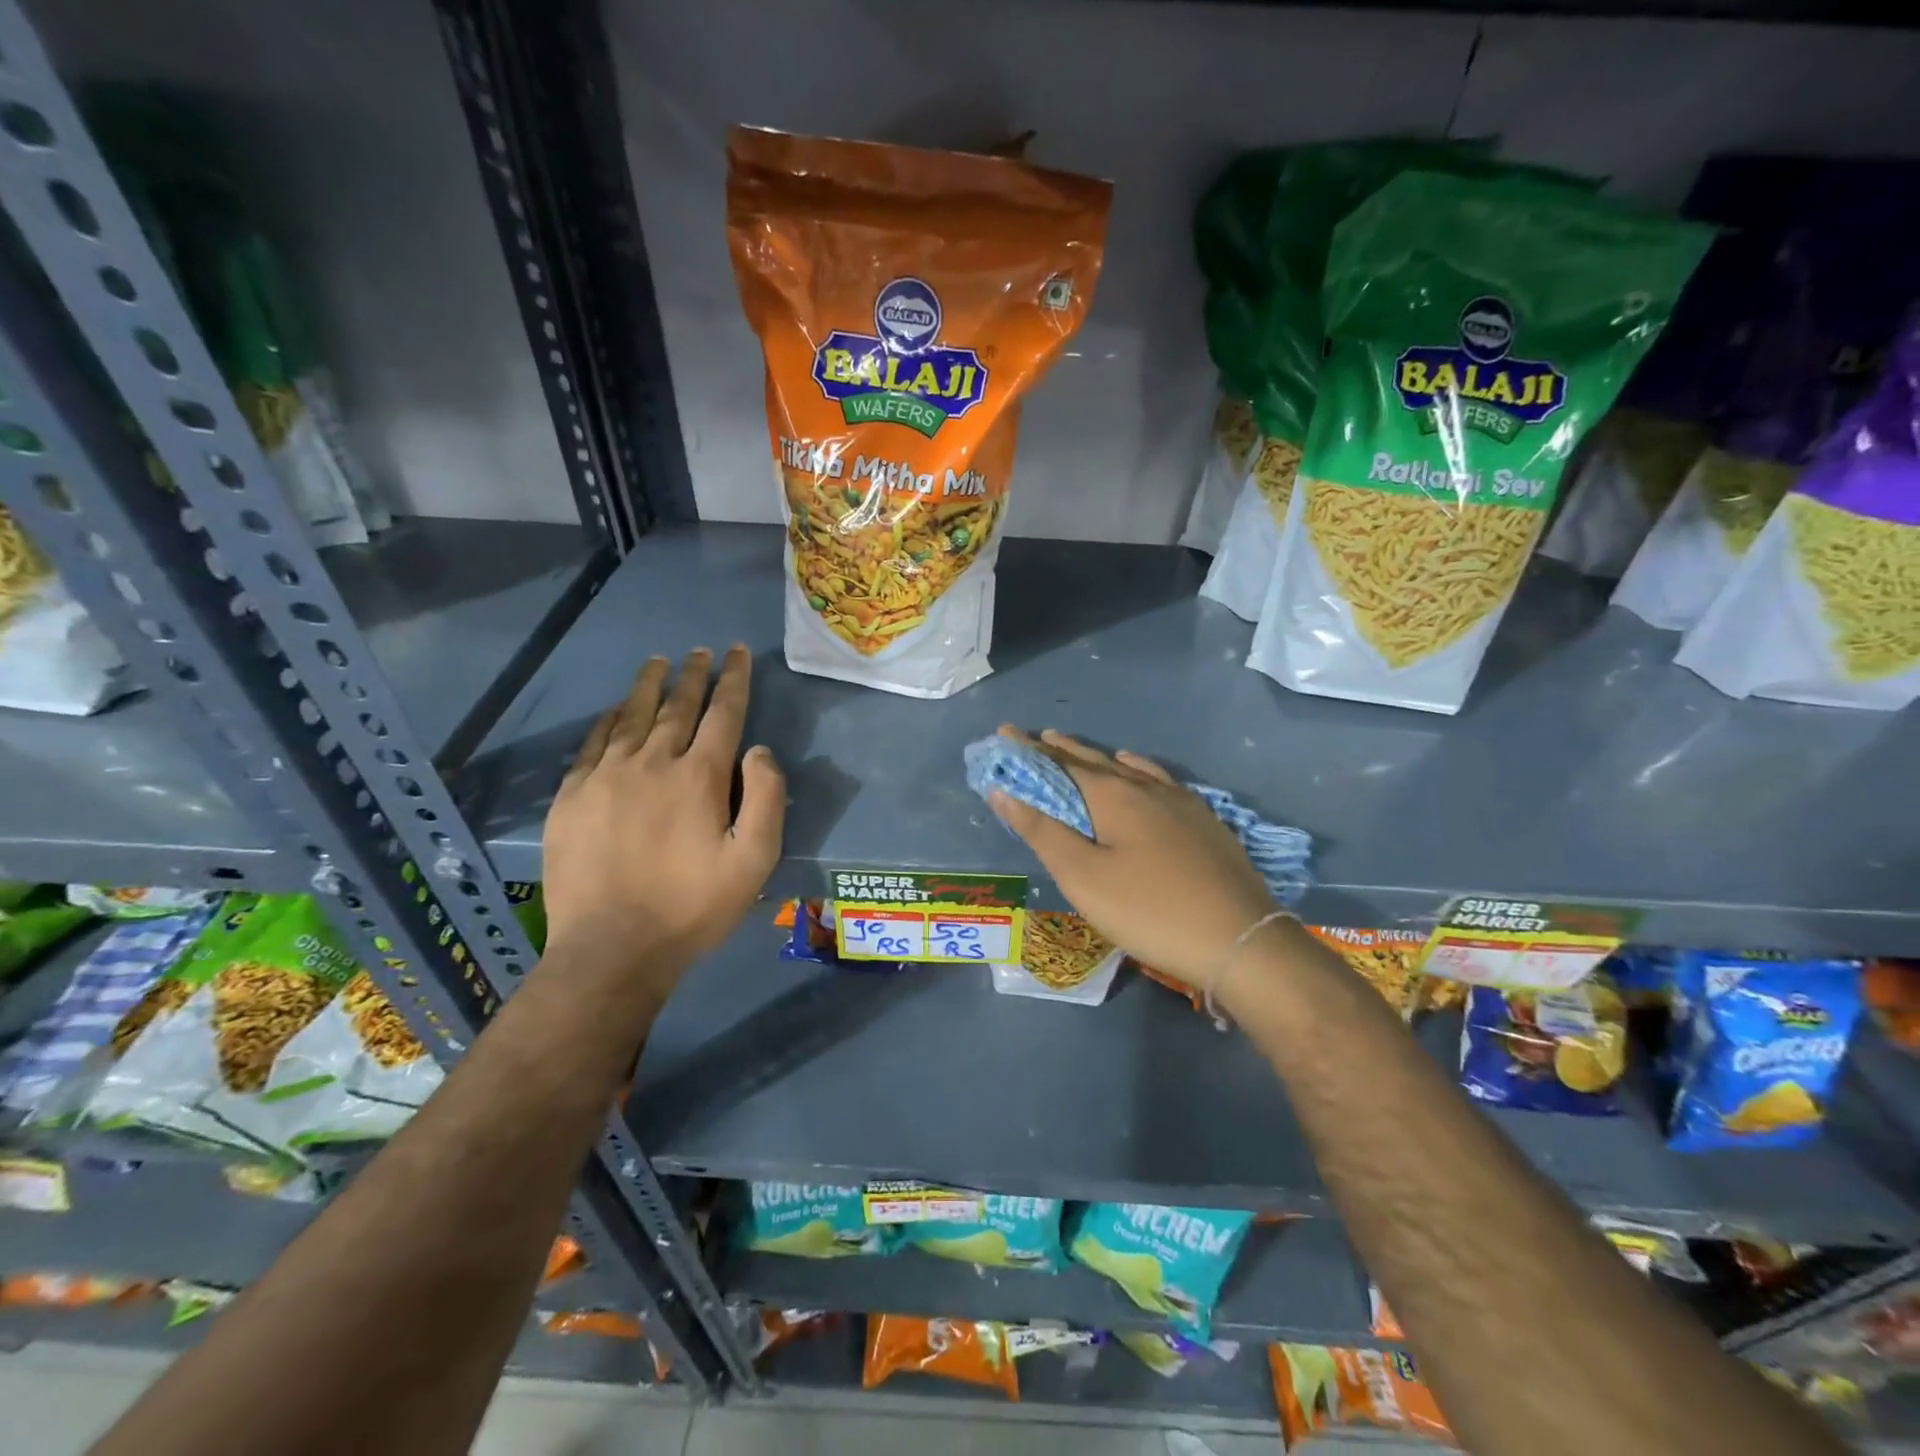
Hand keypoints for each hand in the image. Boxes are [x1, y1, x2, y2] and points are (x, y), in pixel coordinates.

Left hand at [542, 646, 784, 980]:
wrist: (611, 948)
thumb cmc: (693, 907)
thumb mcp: (754, 861)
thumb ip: (766, 799)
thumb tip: (760, 750)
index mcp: (700, 776)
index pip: (723, 713)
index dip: (734, 680)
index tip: (738, 653)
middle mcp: (653, 762)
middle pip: (677, 707)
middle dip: (694, 675)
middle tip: (701, 651)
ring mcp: (606, 777)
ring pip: (631, 716)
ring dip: (649, 686)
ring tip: (658, 661)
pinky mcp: (572, 797)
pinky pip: (592, 744)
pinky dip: (607, 721)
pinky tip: (613, 711)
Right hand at [986, 728, 1273, 989]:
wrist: (1240, 940)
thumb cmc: (1149, 910)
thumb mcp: (1083, 877)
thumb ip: (1042, 831)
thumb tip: (1002, 791)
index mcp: (1113, 795)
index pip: (1060, 763)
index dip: (1029, 750)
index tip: (1004, 733)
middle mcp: (1146, 787)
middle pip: (1094, 760)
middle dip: (1060, 749)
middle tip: (1035, 739)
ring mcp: (1181, 802)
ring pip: (1129, 768)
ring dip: (1097, 757)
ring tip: (1077, 749)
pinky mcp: (1204, 820)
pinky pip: (1159, 780)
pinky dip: (1136, 769)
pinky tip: (1139, 772)